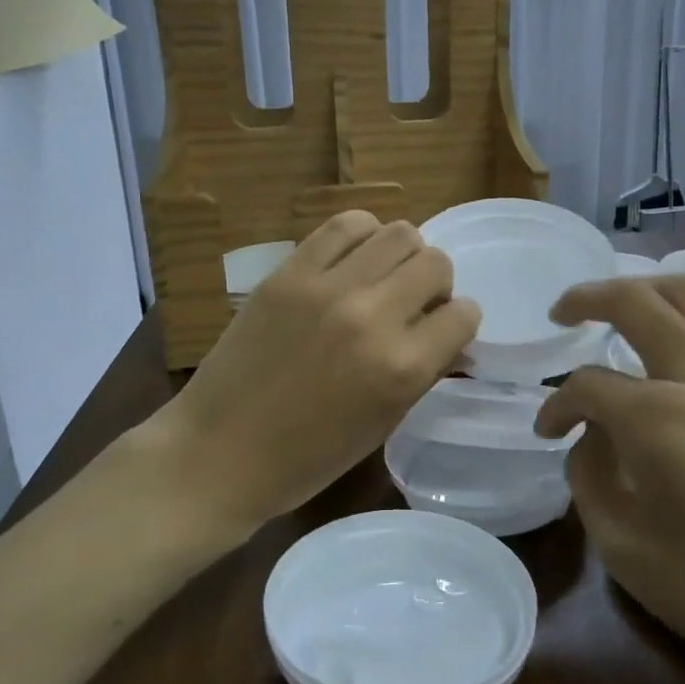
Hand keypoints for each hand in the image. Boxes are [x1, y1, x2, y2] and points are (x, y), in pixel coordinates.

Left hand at [156, 212, 480, 530]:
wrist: (220, 450)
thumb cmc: (307, 458)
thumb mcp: (382, 423)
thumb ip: (422, 372)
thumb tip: (450, 338)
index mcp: (402, 368)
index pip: (464, 315)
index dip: (458, 322)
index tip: (442, 330)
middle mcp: (373, 317)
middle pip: (435, 263)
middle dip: (435, 284)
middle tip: (412, 303)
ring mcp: (328, 287)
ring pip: (397, 233)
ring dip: (402, 255)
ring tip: (382, 277)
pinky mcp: (290, 271)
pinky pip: (344, 225)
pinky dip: (361, 236)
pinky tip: (352, 260)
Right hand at [534, 275, 684, 683]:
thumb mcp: (621, 543)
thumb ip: (588, 472)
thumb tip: (590, 433)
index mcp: (661, 419)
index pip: (587, 386)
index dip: (557, 406)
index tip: (548, 432)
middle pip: (637, 301)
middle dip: (587, 299)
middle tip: (562, 313)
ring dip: (645, 292)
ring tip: (618, 310)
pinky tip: (680, 342)